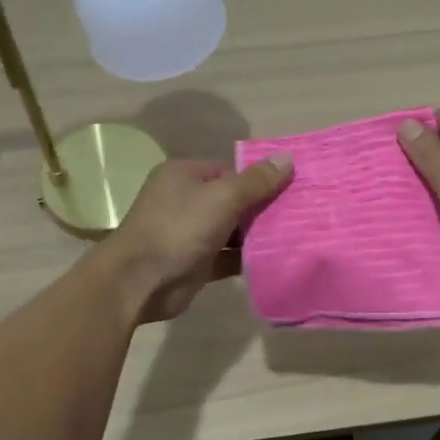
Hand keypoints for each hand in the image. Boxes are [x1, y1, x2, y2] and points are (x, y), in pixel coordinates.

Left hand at [104, 155, 292, 321]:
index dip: (258, 179)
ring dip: (257, 235)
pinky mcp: (195, 262)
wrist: (141, 281)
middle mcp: (185, 200)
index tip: (290, 189)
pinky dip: (246, 258)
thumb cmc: (179, 228)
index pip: (229, 170)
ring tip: (295, 235)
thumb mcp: (223, 197)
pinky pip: (227, 256)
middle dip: (261, 207)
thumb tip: (288, 158)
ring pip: (231, 230)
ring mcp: (189, 233)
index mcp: (184, 175)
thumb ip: (256, 181)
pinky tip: (275, 259)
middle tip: (298, 214)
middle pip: (232, 199)